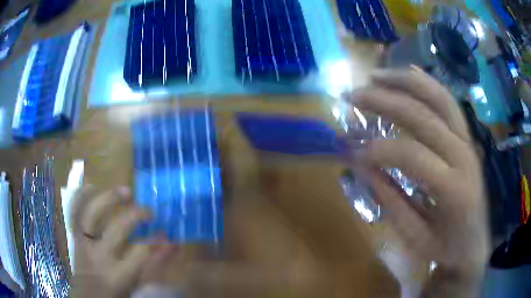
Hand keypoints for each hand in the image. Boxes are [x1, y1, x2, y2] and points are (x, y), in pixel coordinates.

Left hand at [70, 186, 170, 296]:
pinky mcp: (75, 236)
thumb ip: (153, 265)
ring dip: (108, 197)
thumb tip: (171, 244)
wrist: (87, 295)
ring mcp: (84, 243)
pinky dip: (82, 196)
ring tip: (124, 191)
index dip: (156, 239)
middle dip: (136, 214)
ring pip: (92, 212)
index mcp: (118, 274)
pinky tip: (93, 187)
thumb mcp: (136, 284)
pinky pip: (75, 210)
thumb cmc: (114, 293)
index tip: (165, 232)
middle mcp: (99, 255)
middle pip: (117, 227)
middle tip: (148, 210)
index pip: (140, 251)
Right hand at [348, 67, 488, 296]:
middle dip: (384, 101)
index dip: (379, 149)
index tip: (351, 150)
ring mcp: (468, 141)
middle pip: (424, 115)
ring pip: (439, 97)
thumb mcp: (414, 236)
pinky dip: (427, 83)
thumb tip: (359, 164)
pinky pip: (448, 101)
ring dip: (405, 81)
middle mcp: (464, 155)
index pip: (412, 155)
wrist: (474, 243)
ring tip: (375, 75)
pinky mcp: (467, 136)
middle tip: (353, 96)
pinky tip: (408, 71)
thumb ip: (389, 198)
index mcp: (454, 188)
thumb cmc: (445, 247)